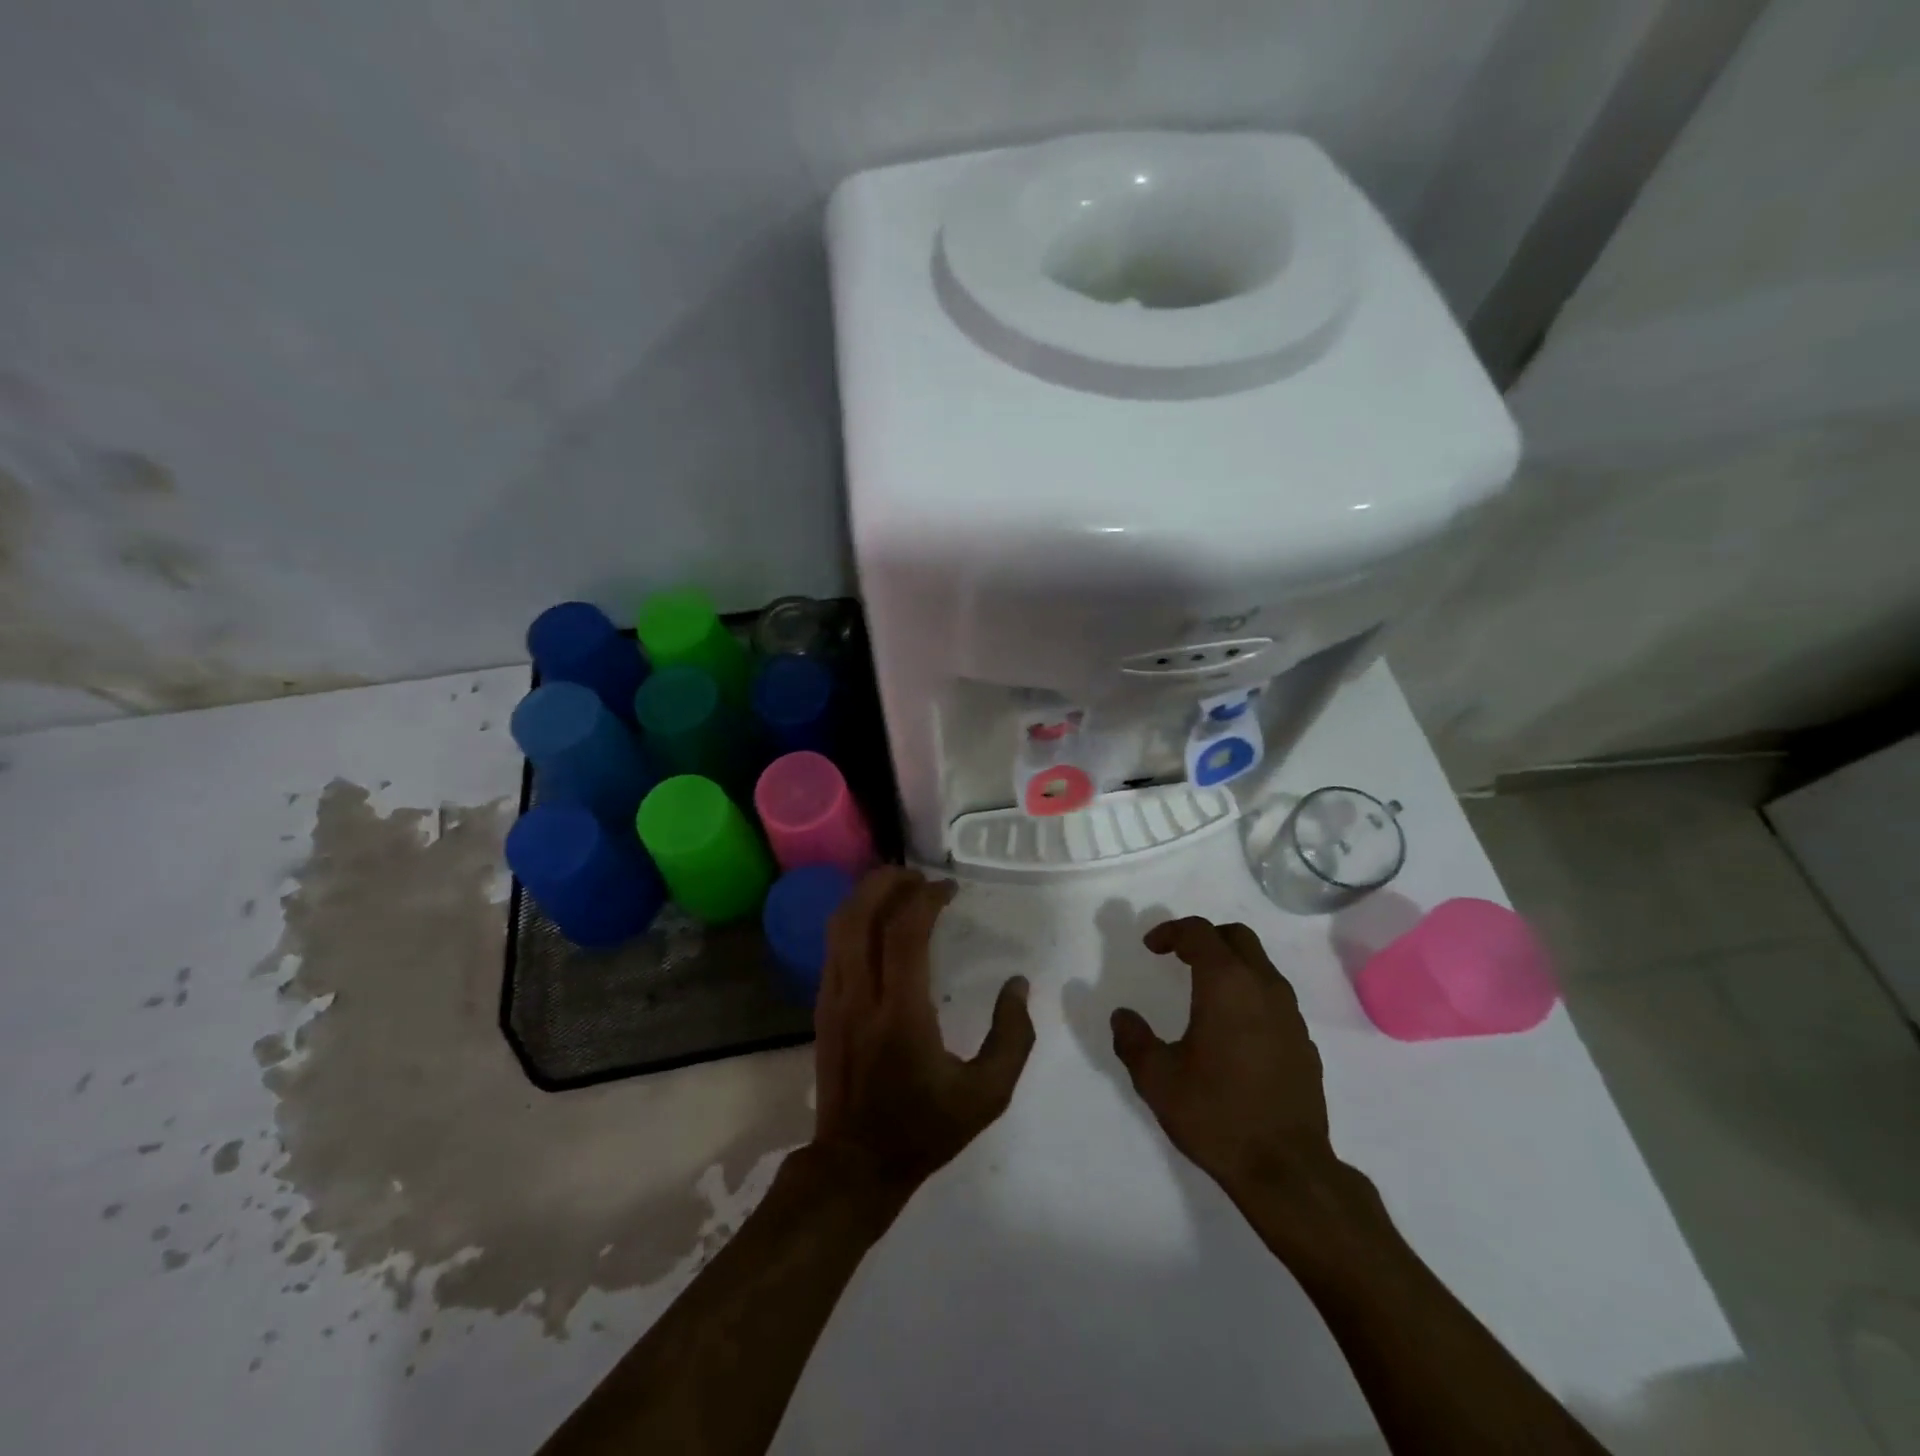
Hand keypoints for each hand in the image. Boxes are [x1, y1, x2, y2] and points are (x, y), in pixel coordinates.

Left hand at [812, 868, 1036, 1199]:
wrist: (855, 1166)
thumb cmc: (924, 1129)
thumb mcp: (987, 1095)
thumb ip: (1011, 1037)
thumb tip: (1018, 985)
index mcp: (900, 1013)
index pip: (905, 933)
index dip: (926, 899)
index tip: (949, 890)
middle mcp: (859, 996)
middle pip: (860, 916)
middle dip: (887, 882)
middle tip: (918, 875)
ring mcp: (833, 1000)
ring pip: (838, 927)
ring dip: (866, 896)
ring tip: (898, 888)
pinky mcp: (822, 1008)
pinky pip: (832, 947)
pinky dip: (853, 920)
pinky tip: (876, 922)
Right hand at [1110, 917, 1336, 1209]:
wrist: (1287, 1170)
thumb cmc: (1216, 1114)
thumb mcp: (1157, 1079)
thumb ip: (1133, 1040)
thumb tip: (1122, 1016)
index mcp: (1226, 984)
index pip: (1199, 933)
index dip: (1171, 931)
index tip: (1151, 947)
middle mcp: (1263, 988)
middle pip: (1237, 937)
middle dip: (1205, 937)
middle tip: (1178, 956)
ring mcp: (1290, 1015)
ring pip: (1260, 965)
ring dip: (1230, 964)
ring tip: (1203, 991)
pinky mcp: (1304, 1043)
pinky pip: (1274, 998)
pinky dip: (1250, 994)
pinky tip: (1233, 1030)